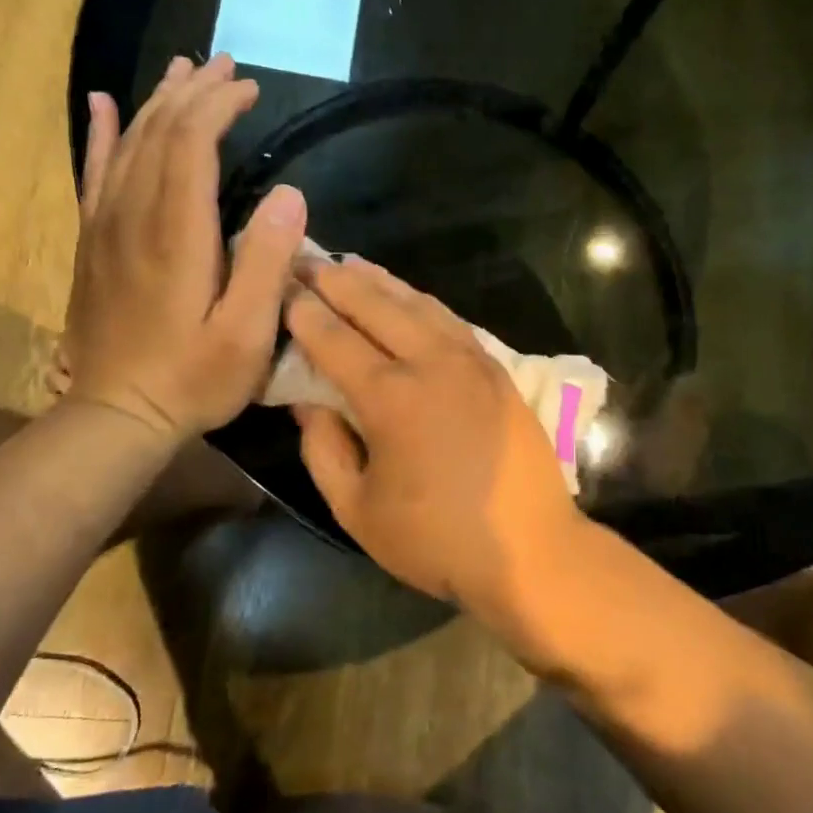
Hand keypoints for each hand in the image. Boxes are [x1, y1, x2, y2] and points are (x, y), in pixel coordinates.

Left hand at [63, 54, 306, 437]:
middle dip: (192, 92)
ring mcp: (105, 227)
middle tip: (224, 65)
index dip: (218, 106)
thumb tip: (290, 194)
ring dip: (156, 102)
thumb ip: (269, 263)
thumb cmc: (193, 379)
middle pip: (157, 132)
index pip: (191, 144)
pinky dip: (102, 133)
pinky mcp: (92, 243)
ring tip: (181, 70)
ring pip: (127, 144)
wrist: (117, 414)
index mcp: (177, 234)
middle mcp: (134, 216)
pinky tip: (104, 105)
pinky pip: (94, 173)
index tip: (248, 88)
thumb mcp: (247, 334)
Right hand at [285, 258, 584, 612]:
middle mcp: (432, 364)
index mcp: (392, 398)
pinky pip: (452, 320)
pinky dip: (422, 301)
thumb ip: (323, 450)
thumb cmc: (436, 540)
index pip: (336, 340)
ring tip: (351, 265)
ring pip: (419, 304)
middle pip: (377, 307)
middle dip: (337, 281)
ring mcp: (471, 361)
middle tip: (308, 262)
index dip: (305, 313)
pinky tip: (408, 297)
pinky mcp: (497, 369)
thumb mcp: (357, 510)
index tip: (282, 289)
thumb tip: (306, 401)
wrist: (530, 550)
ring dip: (381, 282)